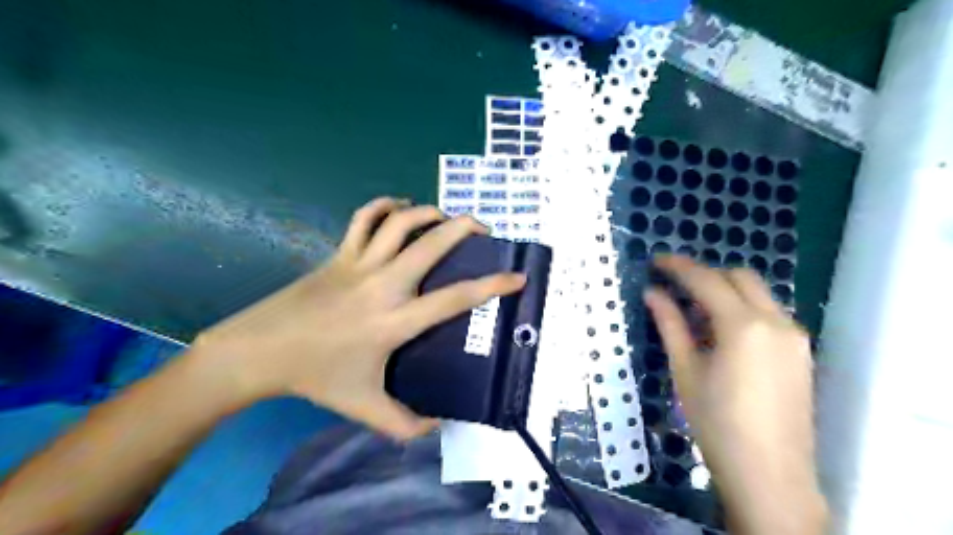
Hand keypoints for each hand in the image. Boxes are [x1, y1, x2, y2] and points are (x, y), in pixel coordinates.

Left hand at [191, 195, 523, 437]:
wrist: (259, 352)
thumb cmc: (316, 377)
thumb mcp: (364, 408)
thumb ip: (406, 425)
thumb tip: (439, 424)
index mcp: (395, 321)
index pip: (455, 299)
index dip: (492, 286)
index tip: (517, 277)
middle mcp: (383, 285)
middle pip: (432, 244)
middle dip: (465, 228)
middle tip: (484, 230)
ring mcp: (359, 264)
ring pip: (400, 222)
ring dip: (429, 213)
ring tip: (446, 219)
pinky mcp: (339, 254)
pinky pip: (364, 218)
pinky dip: (385, 206)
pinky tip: (400, 208)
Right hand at [648, 256, 827, 533]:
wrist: (769, 473)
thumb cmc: (716, 422)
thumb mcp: (685, 370)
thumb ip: (670, 325)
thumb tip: (652, 293)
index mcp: (743, 326)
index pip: (707, 280)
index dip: (678, 267)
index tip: (656, 261)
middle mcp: (776, 321)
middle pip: (739, 277)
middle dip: (705, 274)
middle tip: (675, 287)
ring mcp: (794, 336)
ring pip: (757, 293)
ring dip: (725, 291)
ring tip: (694, 312)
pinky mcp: (801, 351)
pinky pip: (769, 313)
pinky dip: (742, 309)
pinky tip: (721, 333)